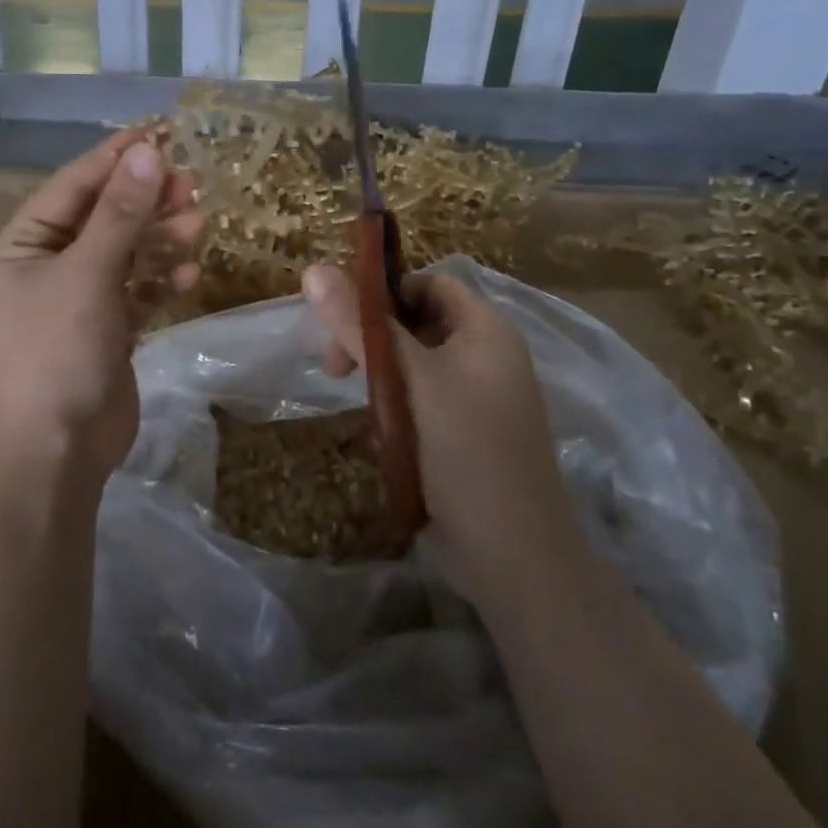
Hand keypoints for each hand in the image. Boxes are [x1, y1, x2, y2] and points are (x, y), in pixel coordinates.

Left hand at [0, 131, 201, 487]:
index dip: (114, 159)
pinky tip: (188, 276)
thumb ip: (120, 214)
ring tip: (198, 225)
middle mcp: (47, 266)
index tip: (157, 133)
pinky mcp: (106, 329)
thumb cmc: (57, 353)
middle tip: (190, 183)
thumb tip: (148, 152)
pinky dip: (160, 281)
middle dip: (145, 200)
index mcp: (24, 245)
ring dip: (159, 239)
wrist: (54, 454)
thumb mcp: (88, 275)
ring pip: (125, 253)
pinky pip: (136, 291)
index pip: (73, 186)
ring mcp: (78, 300)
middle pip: (103, 217)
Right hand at [301, 264, 571, 600]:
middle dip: (372, 338)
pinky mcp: (465, 434)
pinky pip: (421, 401)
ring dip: (380, 377)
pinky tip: (381, 433)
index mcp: (486, 330)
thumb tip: (314, 269)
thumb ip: (359, 325)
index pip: (428, 283)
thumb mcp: (407, 379)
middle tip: (334, 367)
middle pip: (417, 322)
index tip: (341, 319)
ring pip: (414, 365)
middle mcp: (486, 356)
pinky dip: (395, 407)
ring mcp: (478, 398)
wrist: (513, 557)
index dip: (383, 292)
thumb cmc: (465, 451)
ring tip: (359, 405)